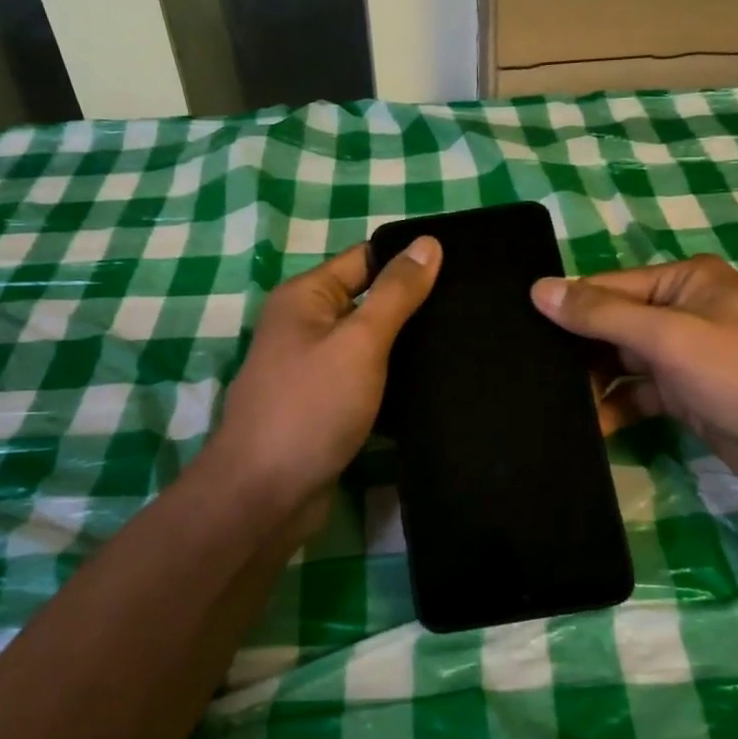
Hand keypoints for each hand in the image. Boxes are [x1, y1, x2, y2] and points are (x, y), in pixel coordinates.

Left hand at [206, 238, 441, 527]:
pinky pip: (366, 382)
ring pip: (371, 346)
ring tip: (465, 344)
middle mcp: (305, 327)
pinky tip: (436, 386)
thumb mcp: (359, 341)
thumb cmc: (311, 407)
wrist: (265, 496)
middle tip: (472, 309)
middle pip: (368, 302)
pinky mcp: (325, 408)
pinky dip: (394, 383)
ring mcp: (313, 370)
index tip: (462, 268)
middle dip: (414, 306)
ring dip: (407, 348)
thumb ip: (396, 293)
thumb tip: (429, 242)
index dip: (409, 260)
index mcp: (305, 297)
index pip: (365, 259)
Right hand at [532, 254, 737, 496]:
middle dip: (577, 349)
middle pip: (612, 323)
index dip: (566, 307)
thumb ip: (602, 314)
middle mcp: (682, 311)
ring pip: (621, 360)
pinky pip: (636, 392)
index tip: (518, 331)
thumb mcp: (670, 337)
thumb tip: (538, 288)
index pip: (608, 287)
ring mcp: (685, 354)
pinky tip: (590, 426)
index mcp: (683, 282)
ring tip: (554, 403)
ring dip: (592, 382)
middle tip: (529, 373)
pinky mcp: (685, 393)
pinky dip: (615, 407)